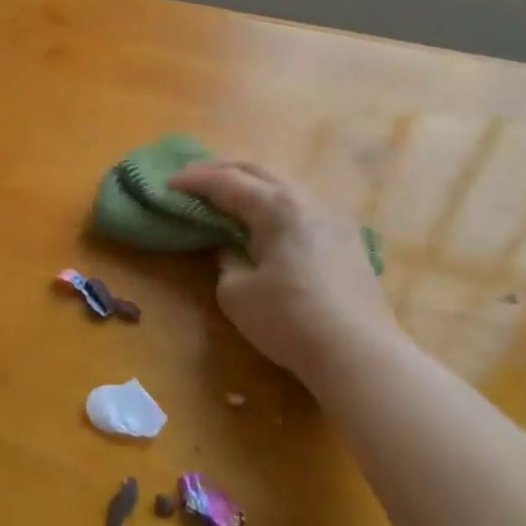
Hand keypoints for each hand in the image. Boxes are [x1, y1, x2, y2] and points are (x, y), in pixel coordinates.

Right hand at [169, 160, 401, 386]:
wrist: (359, 355)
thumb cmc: (289, 320)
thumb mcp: (236, 292)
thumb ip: (226, 259)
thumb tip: (229, 246)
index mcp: (278, 207)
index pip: (227, 182)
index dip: (194, 180)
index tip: (167, 183)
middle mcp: (308, 201)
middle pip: (260, 170)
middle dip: (222, 169)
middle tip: (193, 177)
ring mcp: (333, 219)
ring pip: (286, 185)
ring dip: (252, 184)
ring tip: (228, 194)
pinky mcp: (347, 241)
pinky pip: (302, 206)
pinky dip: (274, 203)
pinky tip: (266, 220)